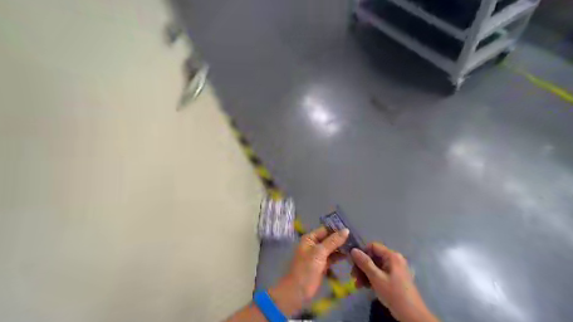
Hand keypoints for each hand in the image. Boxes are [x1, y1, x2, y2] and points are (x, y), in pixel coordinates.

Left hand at [269, 226, 349, 313]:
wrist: (298, 291)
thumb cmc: (306, 269)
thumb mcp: (319, 253)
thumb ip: (333, 241)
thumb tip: (346, 230)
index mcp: (310, 238)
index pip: (326, 229)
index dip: (337, 229)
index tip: (352, 229)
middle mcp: (314, 244)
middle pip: (330, 238)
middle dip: (341, 238)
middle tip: (357, 238)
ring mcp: (318, 255)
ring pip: (332, 248)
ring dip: (342, 247)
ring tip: (355, 246)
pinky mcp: (323, 264)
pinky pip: (332, 257)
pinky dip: (340, 256)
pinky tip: (350, 255)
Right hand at [350, 244, 438, 321]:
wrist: (411, 315)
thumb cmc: (394, 293)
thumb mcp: (376, 277)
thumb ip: (364, 263)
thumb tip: (353, 250)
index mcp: (392, 256)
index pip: (373, 246)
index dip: (362, 253)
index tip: (353, 263)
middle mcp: (394, 259)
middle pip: (373, 257)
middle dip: (362, 267)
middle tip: (353, 277)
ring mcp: (395, 269)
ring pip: (375, 266)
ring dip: (365, 274)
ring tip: (358, 285)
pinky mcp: (394, 278)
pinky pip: (380, 273)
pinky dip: (372, 278)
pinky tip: (365, 287)